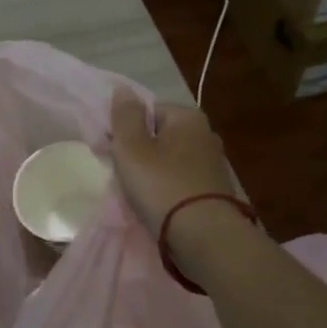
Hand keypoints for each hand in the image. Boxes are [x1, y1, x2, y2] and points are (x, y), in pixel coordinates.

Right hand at [108, 89, 238, 238]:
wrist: (205, 237)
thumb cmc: (162, 185)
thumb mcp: (131, 147)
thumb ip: (124, 116)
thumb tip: (123, 90)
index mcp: (188, 117)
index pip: (147, 112)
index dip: (125, 130)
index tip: (110, 152)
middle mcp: (206, 135)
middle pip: (159, 136)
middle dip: (138, 153)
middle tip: (122, 176)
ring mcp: (213, 164)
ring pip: (169, 161)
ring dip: (152, 174)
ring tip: (137, 195)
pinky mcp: (216, 191)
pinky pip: (181, 182)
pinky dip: (167, 190)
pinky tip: (158, 206)